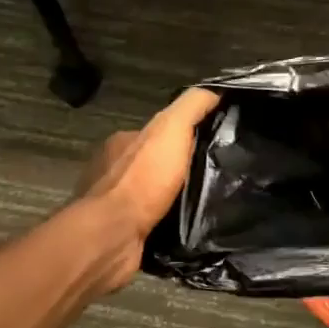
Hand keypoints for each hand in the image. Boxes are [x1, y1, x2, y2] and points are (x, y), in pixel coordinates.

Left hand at [74, 87, 220, 291]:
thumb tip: (216, 90)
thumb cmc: (142, 179)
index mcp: (123, 142)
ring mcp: (114, 204)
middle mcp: (113, 170)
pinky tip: (187, 228)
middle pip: (156, 163)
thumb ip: (192, 106)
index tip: (212, 144)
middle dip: (181, 169)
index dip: (185, 135)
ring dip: (176, 199)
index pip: (159, 132)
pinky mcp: (120, 234)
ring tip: (207, 205)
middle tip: (215, 176)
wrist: (112, 237)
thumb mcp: (172, 129)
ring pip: (153, 195)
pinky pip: (150, 223)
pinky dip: (167, 224)